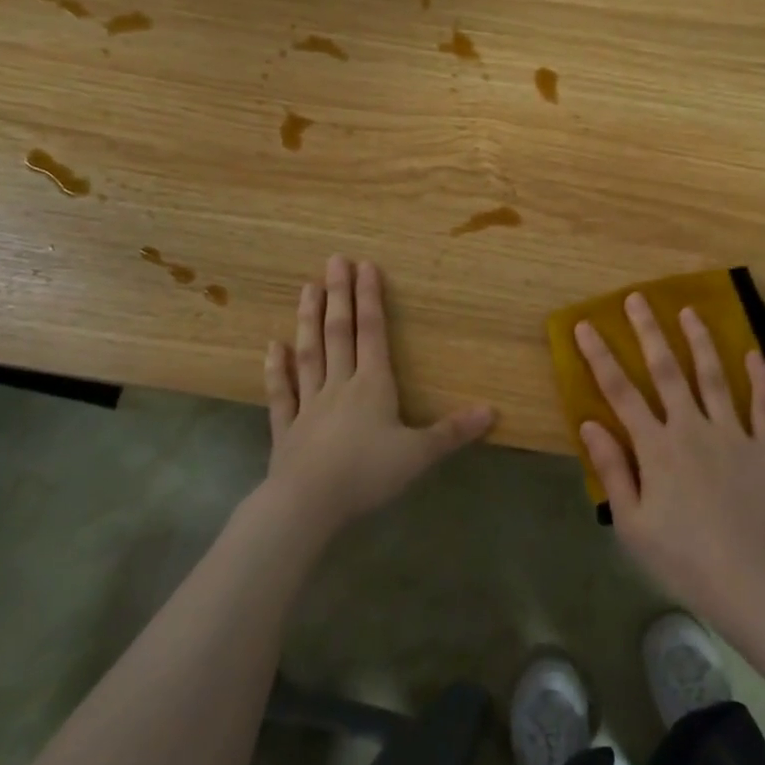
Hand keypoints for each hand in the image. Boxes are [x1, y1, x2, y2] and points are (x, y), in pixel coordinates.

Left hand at [264, 254, 495, 535]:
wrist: (308, 504)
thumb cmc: (367, 474)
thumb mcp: (419, 454)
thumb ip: (453, 431)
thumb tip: (493, 410)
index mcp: (372, 386)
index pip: (372, 333)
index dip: (370, 299)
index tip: (365, 266)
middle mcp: (339, 386)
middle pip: (339, 334)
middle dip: (339, 296)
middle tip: (333, 261)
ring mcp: (309, 405)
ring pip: (309, 354)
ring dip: (308, 320)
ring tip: (307, 288)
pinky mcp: (286, 428)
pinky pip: (281, 393)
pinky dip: (276, 369)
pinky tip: (272, 346)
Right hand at [576, 295, 764, 623]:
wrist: (750, 583)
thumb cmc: (681, 558)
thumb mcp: (631, 523)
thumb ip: (612, 469)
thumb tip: (589, 424)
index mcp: (655, 447)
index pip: (620, 392)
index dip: (600, 357)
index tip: (586, 326)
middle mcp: (692, 429)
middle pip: (666, 371)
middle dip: (648, 332)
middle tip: (637, 299)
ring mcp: (733, 434)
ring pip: (714, 376)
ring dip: (700, 341)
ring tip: (689, 311)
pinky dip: (760, 377)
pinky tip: (753, 353)